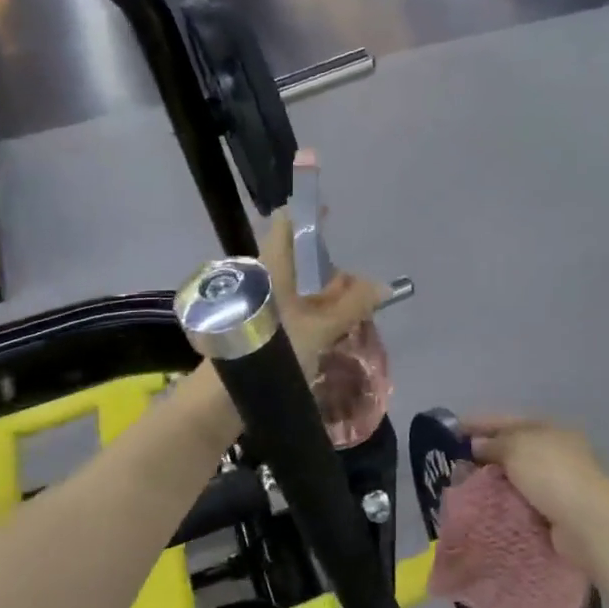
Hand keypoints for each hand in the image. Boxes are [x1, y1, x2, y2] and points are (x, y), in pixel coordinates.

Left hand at [256, 212, 382, 378]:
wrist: (225, 395)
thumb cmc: (273, 350)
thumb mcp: (321, 327)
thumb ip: (353, 305)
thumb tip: (383, 286)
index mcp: (272, 266)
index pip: (285, 223)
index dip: (306, 212)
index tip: (330, 213)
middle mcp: (263, 277)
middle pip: (295, 257)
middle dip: (325, 264)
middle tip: (354, 281)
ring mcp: (259, 302)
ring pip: (294, 284)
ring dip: (321, 291)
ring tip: (350, 306)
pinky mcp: (258, 325)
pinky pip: (289, 306)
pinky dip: (310, 309)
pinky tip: (329, 326)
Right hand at [466, 416, 608, 568]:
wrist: (590, 523)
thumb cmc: (552, 473)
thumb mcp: (517, 446)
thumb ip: (494, 443)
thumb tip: (477, 445)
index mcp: (547, 427)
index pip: (506, 420)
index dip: (478, 422)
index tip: (451, 430)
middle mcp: (554, 451)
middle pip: (511, 447)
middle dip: (483, 453)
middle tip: (453, 462)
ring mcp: (557, 482)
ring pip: (516, 476)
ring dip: (492, 480)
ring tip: (463, 487)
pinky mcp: (556, 511)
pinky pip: (522, 501)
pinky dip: (504, 502)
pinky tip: (484, 507)